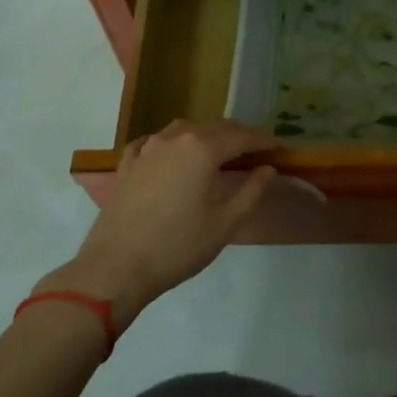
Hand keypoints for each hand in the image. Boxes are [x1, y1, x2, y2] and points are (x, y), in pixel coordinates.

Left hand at [36, 120, 276, 330]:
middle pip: (215, 128)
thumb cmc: (177, 247)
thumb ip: (251, 192)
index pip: (242, 136)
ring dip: (206, 136)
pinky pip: (153, 142)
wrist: (115, 268)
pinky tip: (171, 153)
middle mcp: (175, 139)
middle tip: (257, 150)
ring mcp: (147, 149)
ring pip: (184, 130)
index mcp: (202, 149)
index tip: (281, 148)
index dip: (264, 140)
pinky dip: (171, 143)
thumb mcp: (224, 224)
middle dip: (239, 136)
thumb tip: (267, 169)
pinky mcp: (127, 164)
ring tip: (219, 151)